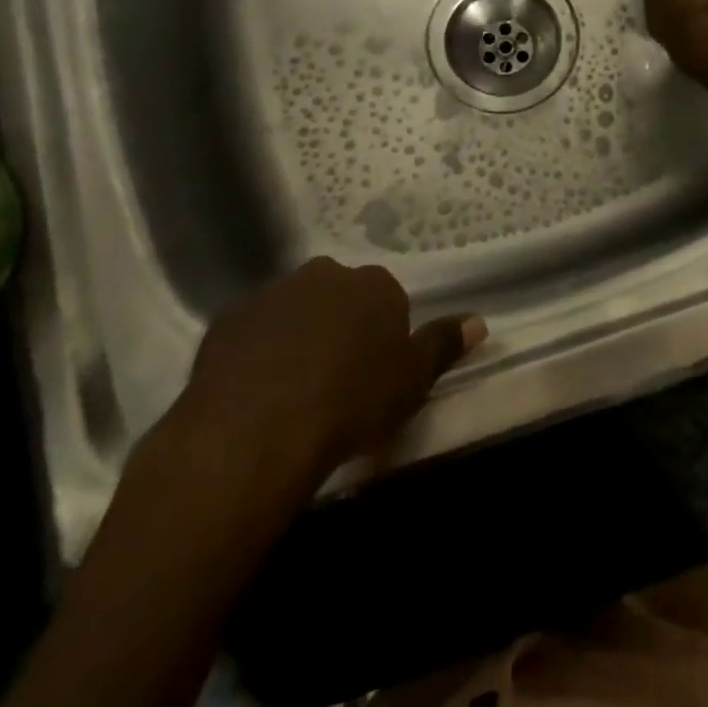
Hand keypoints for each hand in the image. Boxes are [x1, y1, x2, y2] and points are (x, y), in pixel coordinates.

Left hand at [174, 258, 484, 485]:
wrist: (255, 431)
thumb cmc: (350, 403)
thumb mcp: (412, 381)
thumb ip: (443, 345)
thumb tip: (479, 321)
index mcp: (373, 285)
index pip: (387, 300)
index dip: (382, 336)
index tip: (375, 373)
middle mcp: (324, 275)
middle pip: (339, 296)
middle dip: (340, 325)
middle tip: (336, 378)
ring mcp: (272, 293)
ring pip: (294, 309)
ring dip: (298, 335)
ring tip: (293, 388)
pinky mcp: (228, 320)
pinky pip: (253, 331)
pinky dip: (258, 351)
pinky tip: (255, 390)